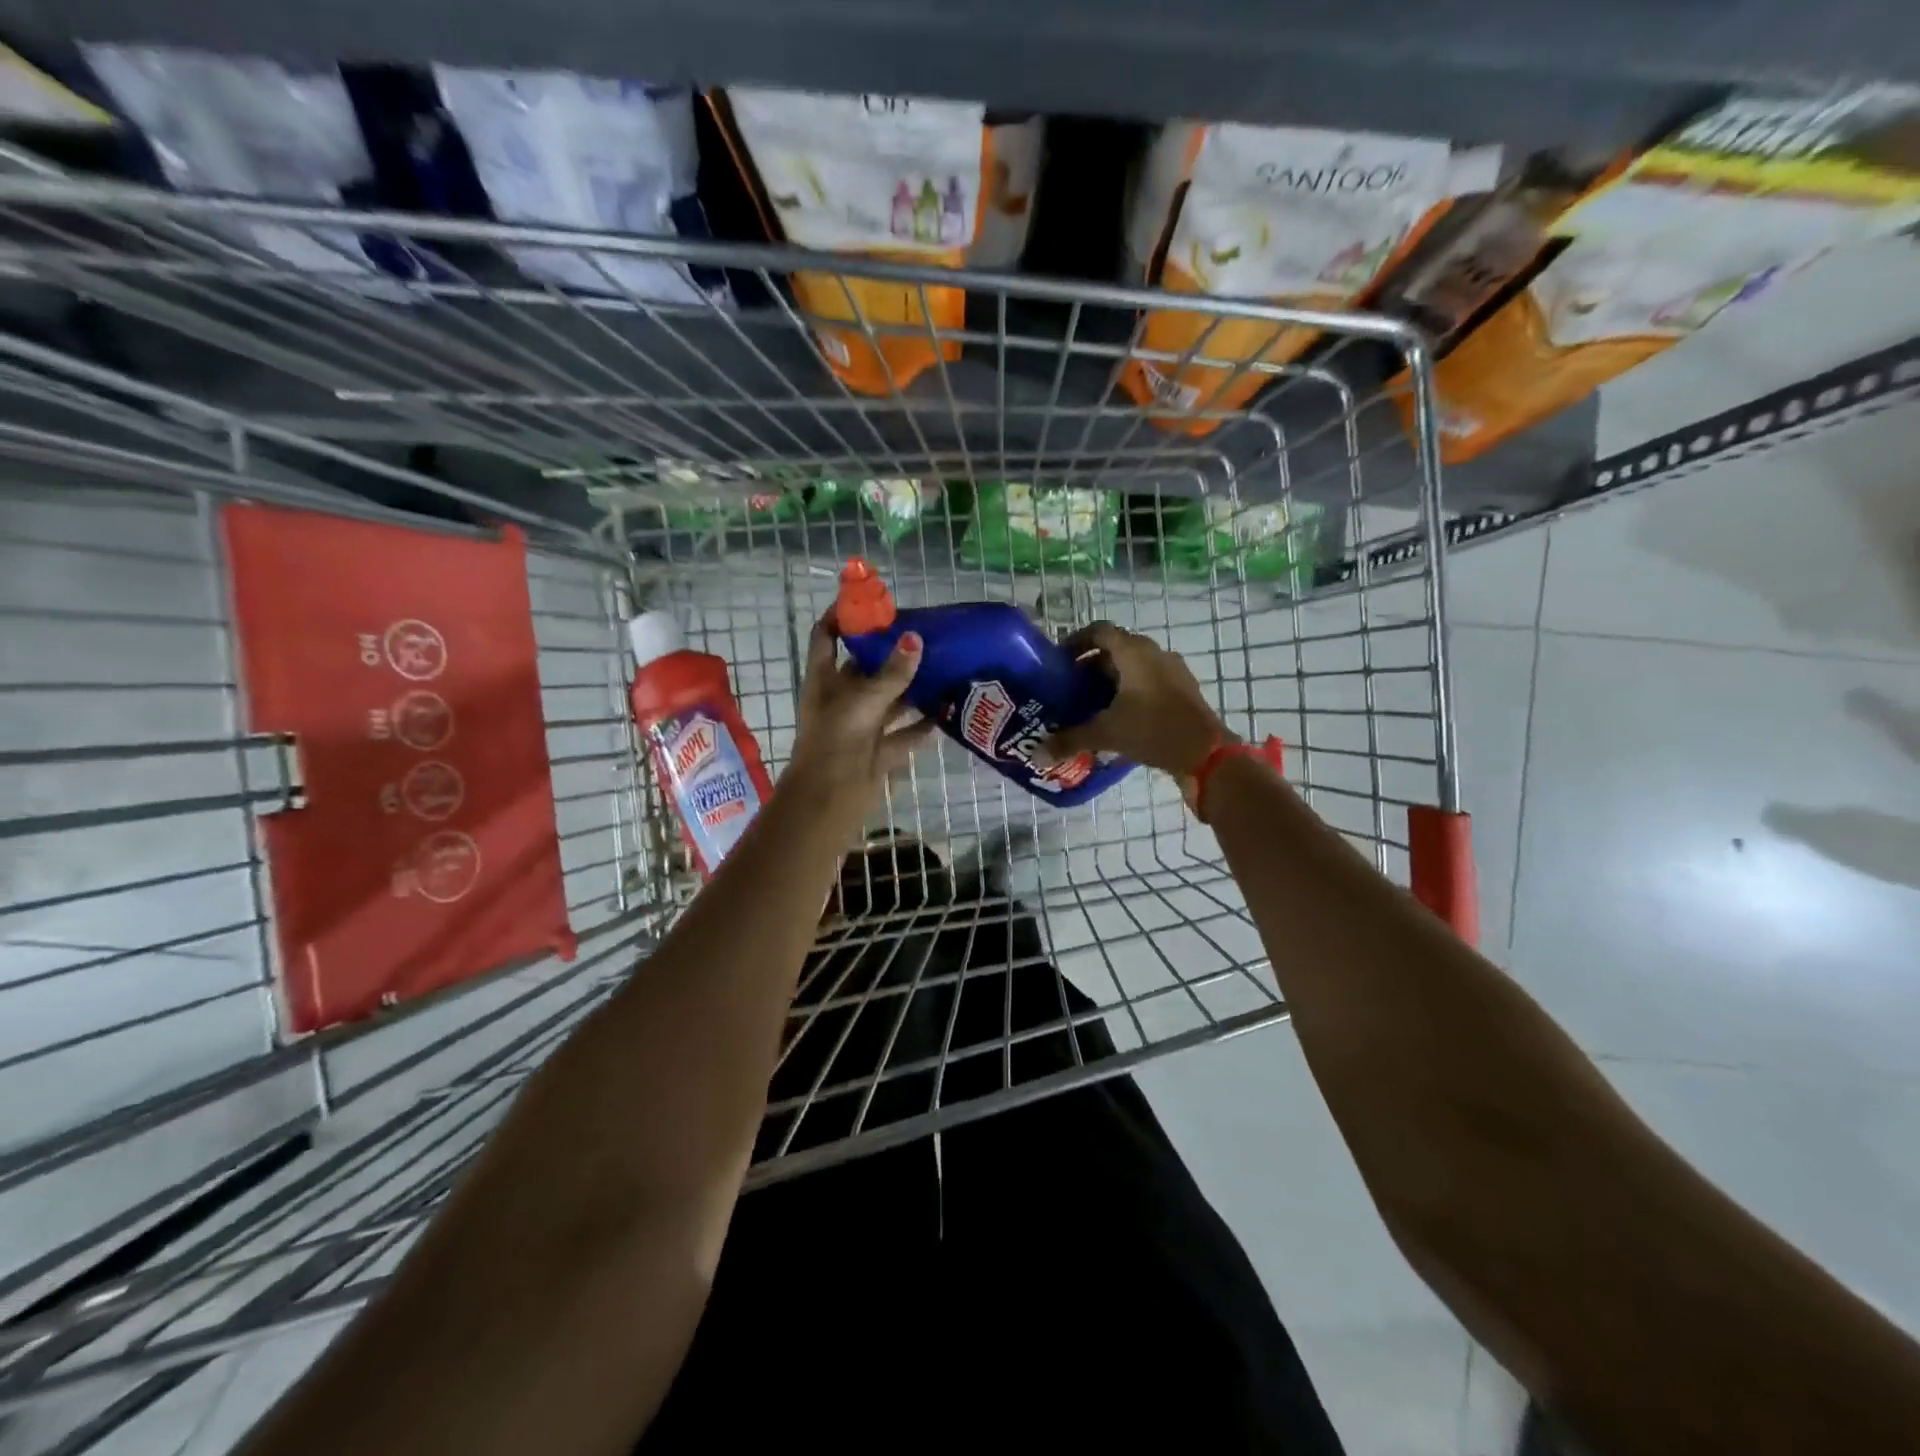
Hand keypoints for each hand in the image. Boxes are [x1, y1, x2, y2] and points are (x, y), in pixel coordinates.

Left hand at [781, 609, 934, 836]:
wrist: (828, 801)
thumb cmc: (835, 743)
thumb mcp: (863, 702)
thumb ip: (891, 674)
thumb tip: (915, 639)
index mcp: (825, 680)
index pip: (826, 636)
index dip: (841, 616)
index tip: (868, 600)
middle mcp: (842, 699)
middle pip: (865, 666)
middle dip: (890, 650)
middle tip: (924, 632)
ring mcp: (862, 726)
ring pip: (890, 700)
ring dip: (912, 687)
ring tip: (943, 665)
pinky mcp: (879, 751)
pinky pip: (905, 734)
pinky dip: (923, 725)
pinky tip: (947, 711)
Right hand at [1038, 622, 1229, 780]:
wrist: (1207, 754)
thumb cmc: (1153, 730)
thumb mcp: (1106, 733)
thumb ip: (1070, 739)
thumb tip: (1036, 754)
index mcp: (1134, 652)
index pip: (1099, 631)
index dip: (1076, 642)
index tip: (1058, 661)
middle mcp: (1154, 654)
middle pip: (1115, 650)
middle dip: (1090, 667)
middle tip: (1069, 689)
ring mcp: (1173, 672)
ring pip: (1133, 668)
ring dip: (1111, 681)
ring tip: (1090, 706)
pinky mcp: (1183, 691)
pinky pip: (1149, 683)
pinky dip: (1130, 694)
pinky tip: (1118, 719)